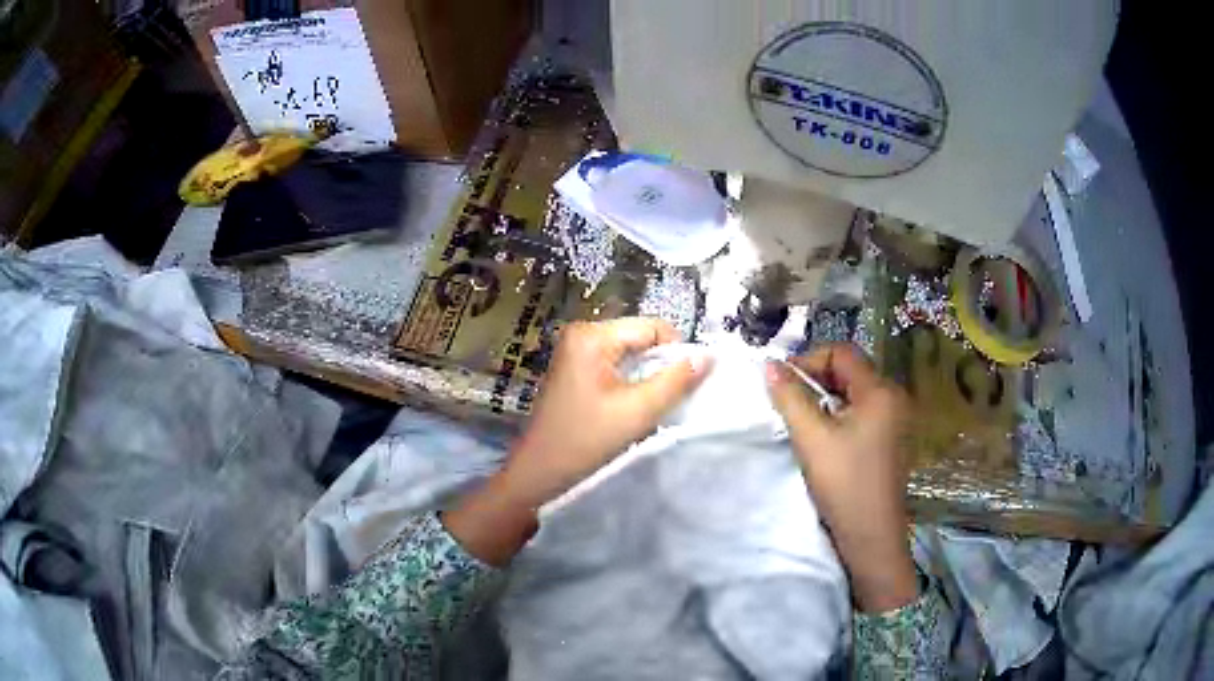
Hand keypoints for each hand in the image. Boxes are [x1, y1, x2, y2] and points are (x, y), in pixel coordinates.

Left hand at [444, 317, 710, 564]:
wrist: (539, 473)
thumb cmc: (586, 441)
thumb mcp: (638, 411)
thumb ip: (676, 381)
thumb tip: (708, 356)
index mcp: (592, 335)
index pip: (653, 328)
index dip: (677, 352)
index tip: (688, 384)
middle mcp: (581, 333)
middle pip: (640, 338)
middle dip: (661, 365)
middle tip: (671, 398)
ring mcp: (575, 351)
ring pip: (630, 354)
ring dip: (647, 376)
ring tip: (652, 404)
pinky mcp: (574, 370)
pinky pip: (615, 365)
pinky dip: (631, 382)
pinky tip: (633, 406)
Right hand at [766, 344, 917, 611]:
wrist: (872, 537)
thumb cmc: (845, 484)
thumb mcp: (812, 439)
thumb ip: (790, 397)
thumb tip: (769, 365)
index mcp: (880, 390)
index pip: (842, 352)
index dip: (808, 360)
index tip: (781, 383)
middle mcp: (893, 397)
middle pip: (849, 370)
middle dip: (815, 379)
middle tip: (787, 401)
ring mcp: (894, 420)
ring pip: (853, 393)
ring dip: (824, 399)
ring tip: (800, 420)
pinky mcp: (889, 440)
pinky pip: (860, 413)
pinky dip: (837, 415)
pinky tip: (821, 437)